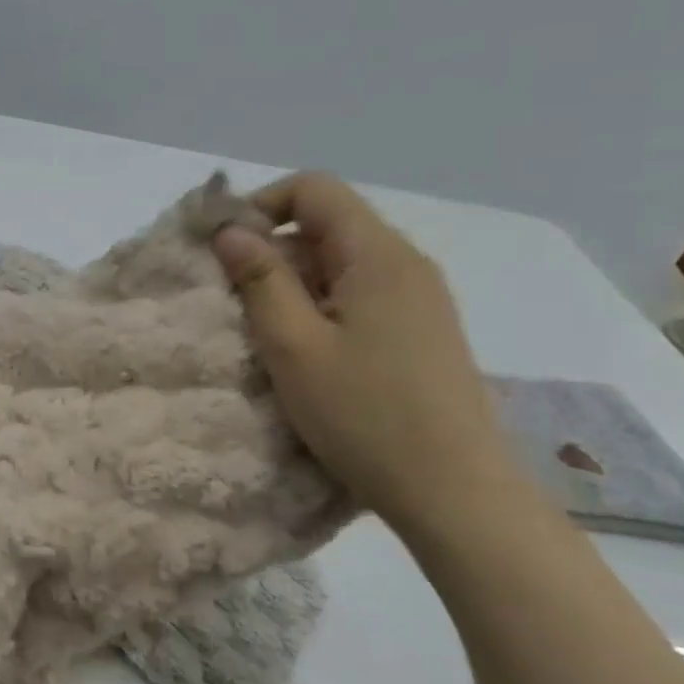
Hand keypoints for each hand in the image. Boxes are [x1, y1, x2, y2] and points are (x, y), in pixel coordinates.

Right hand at [211, 173, 524, 533]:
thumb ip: (259, 279)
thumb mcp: (293, 346)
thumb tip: (230, 230)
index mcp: (378, 256)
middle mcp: (406, 264)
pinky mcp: (422, 331)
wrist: (457, 494)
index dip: (262, 206)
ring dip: (294, 284)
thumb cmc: (365, 415)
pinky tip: (309, 354)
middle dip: (273, 251)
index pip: (314, 189)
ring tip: (269, 335)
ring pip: (340, 263)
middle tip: (238, 303)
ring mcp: (420, 298)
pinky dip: (321, 307)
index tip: (227, 251)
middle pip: (327, 224)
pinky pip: (360, 294)